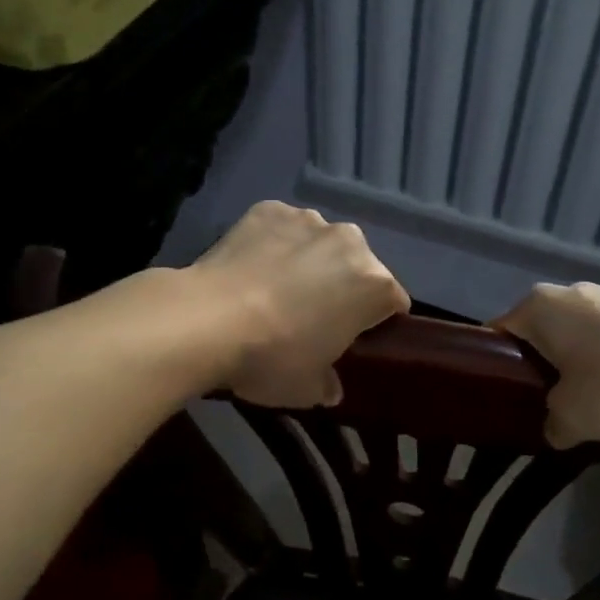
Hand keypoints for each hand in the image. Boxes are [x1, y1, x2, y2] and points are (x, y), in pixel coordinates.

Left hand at [190, 202, 409, 408]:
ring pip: (320, 243)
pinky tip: (252, 268)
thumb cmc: (271, 358)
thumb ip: (328, 384)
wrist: (206, 320)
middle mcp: (350, 242)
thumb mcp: (307, 389)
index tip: (354, 339)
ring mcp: (307, 220)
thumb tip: (329, 386)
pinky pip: (282, 228)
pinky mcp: (269, 209)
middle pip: (359, 266)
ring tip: (276, 288)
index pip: (393, 302)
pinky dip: (274, 243)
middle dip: (344, 286)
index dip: (376, 322)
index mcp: (374, 285)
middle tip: (312, 316)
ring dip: (310, 261)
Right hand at [493, 283, 599, 448]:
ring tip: (588, 405)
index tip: (501, 400)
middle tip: (542, 407)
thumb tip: (555, 428)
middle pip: (537, 335)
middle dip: (537, 369)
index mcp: (538, 307)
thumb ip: (551, 424)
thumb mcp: (572, 417)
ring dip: (574, 368)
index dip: (493, 368)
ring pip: (574, 338)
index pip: (497, 334)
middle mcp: (568, 293)